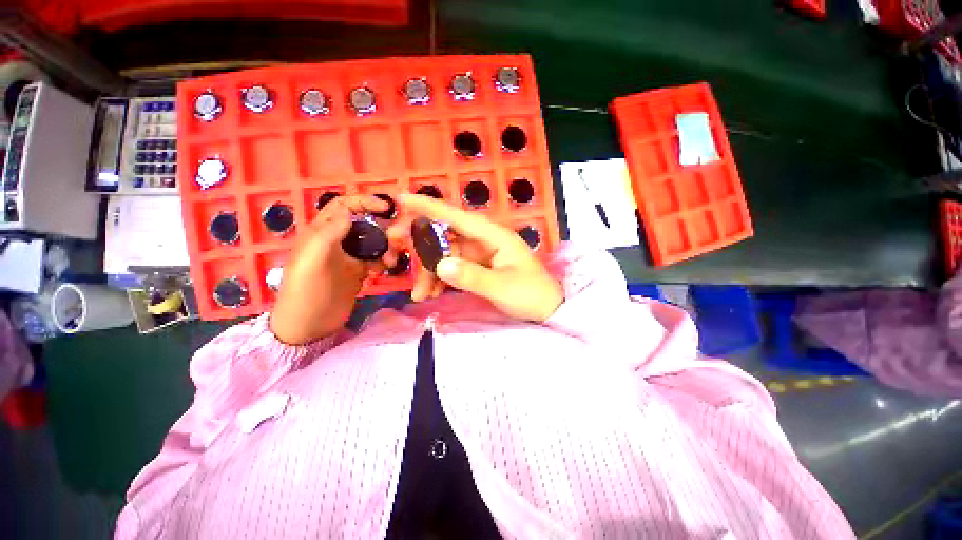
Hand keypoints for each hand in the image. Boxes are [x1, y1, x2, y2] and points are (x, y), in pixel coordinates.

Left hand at [270, 195, 396, 344]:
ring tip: (392, 260)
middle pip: (364, 223)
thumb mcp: (311, 260)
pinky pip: (377, 259)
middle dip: (382, 226)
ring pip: (373, 241)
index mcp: (322, 232)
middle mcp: (337, 240)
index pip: (344, 206)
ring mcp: (350, 257)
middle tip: (398, 238)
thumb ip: (329, 234)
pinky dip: (385, 260)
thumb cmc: (305, 292)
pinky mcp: (359, 272)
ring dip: (386, 246)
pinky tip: (387, 268)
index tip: (387, 207)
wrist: (308, 326)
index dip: (364, 201)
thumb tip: (350, 214)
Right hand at [388, 194, 563, 321]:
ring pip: (446, 255)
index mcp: (494, 235)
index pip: (458, 217)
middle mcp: (484, 240)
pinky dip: (440, 279)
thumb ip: (472, 277)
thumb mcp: (502, 287)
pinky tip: (432, 293)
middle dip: (421, 245)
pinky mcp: (479, 266)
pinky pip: (453, 267)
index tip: (402, 199)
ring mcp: (481, 254)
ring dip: (430, 271)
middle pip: (446, 235)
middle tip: (395, 252)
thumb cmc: (531, 294)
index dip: (430, 207)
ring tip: (420, 294)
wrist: (548, 309)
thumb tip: (441, 265)